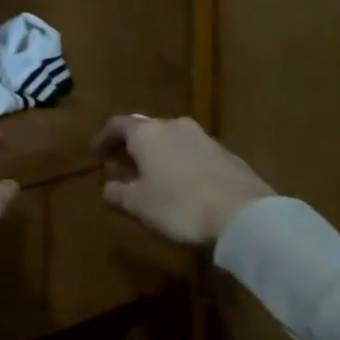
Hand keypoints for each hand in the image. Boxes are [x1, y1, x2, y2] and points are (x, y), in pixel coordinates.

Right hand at [91, 115, 272, 245]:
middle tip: (120, 166)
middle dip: (129, 146)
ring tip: (150, 176)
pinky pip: (191, 151)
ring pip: (170, 139)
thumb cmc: (179, 205)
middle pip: (144, 129)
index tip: (96, 155)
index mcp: (147, 133)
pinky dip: (178, 162)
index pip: (117, 125)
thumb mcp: (138, 205)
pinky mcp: (225, 153)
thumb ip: (117, 192)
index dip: (103, 139)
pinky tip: (180, 183)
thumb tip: (109, 187)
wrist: (243, 214)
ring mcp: (203, 137)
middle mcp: (174, 126)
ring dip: (155, 154)